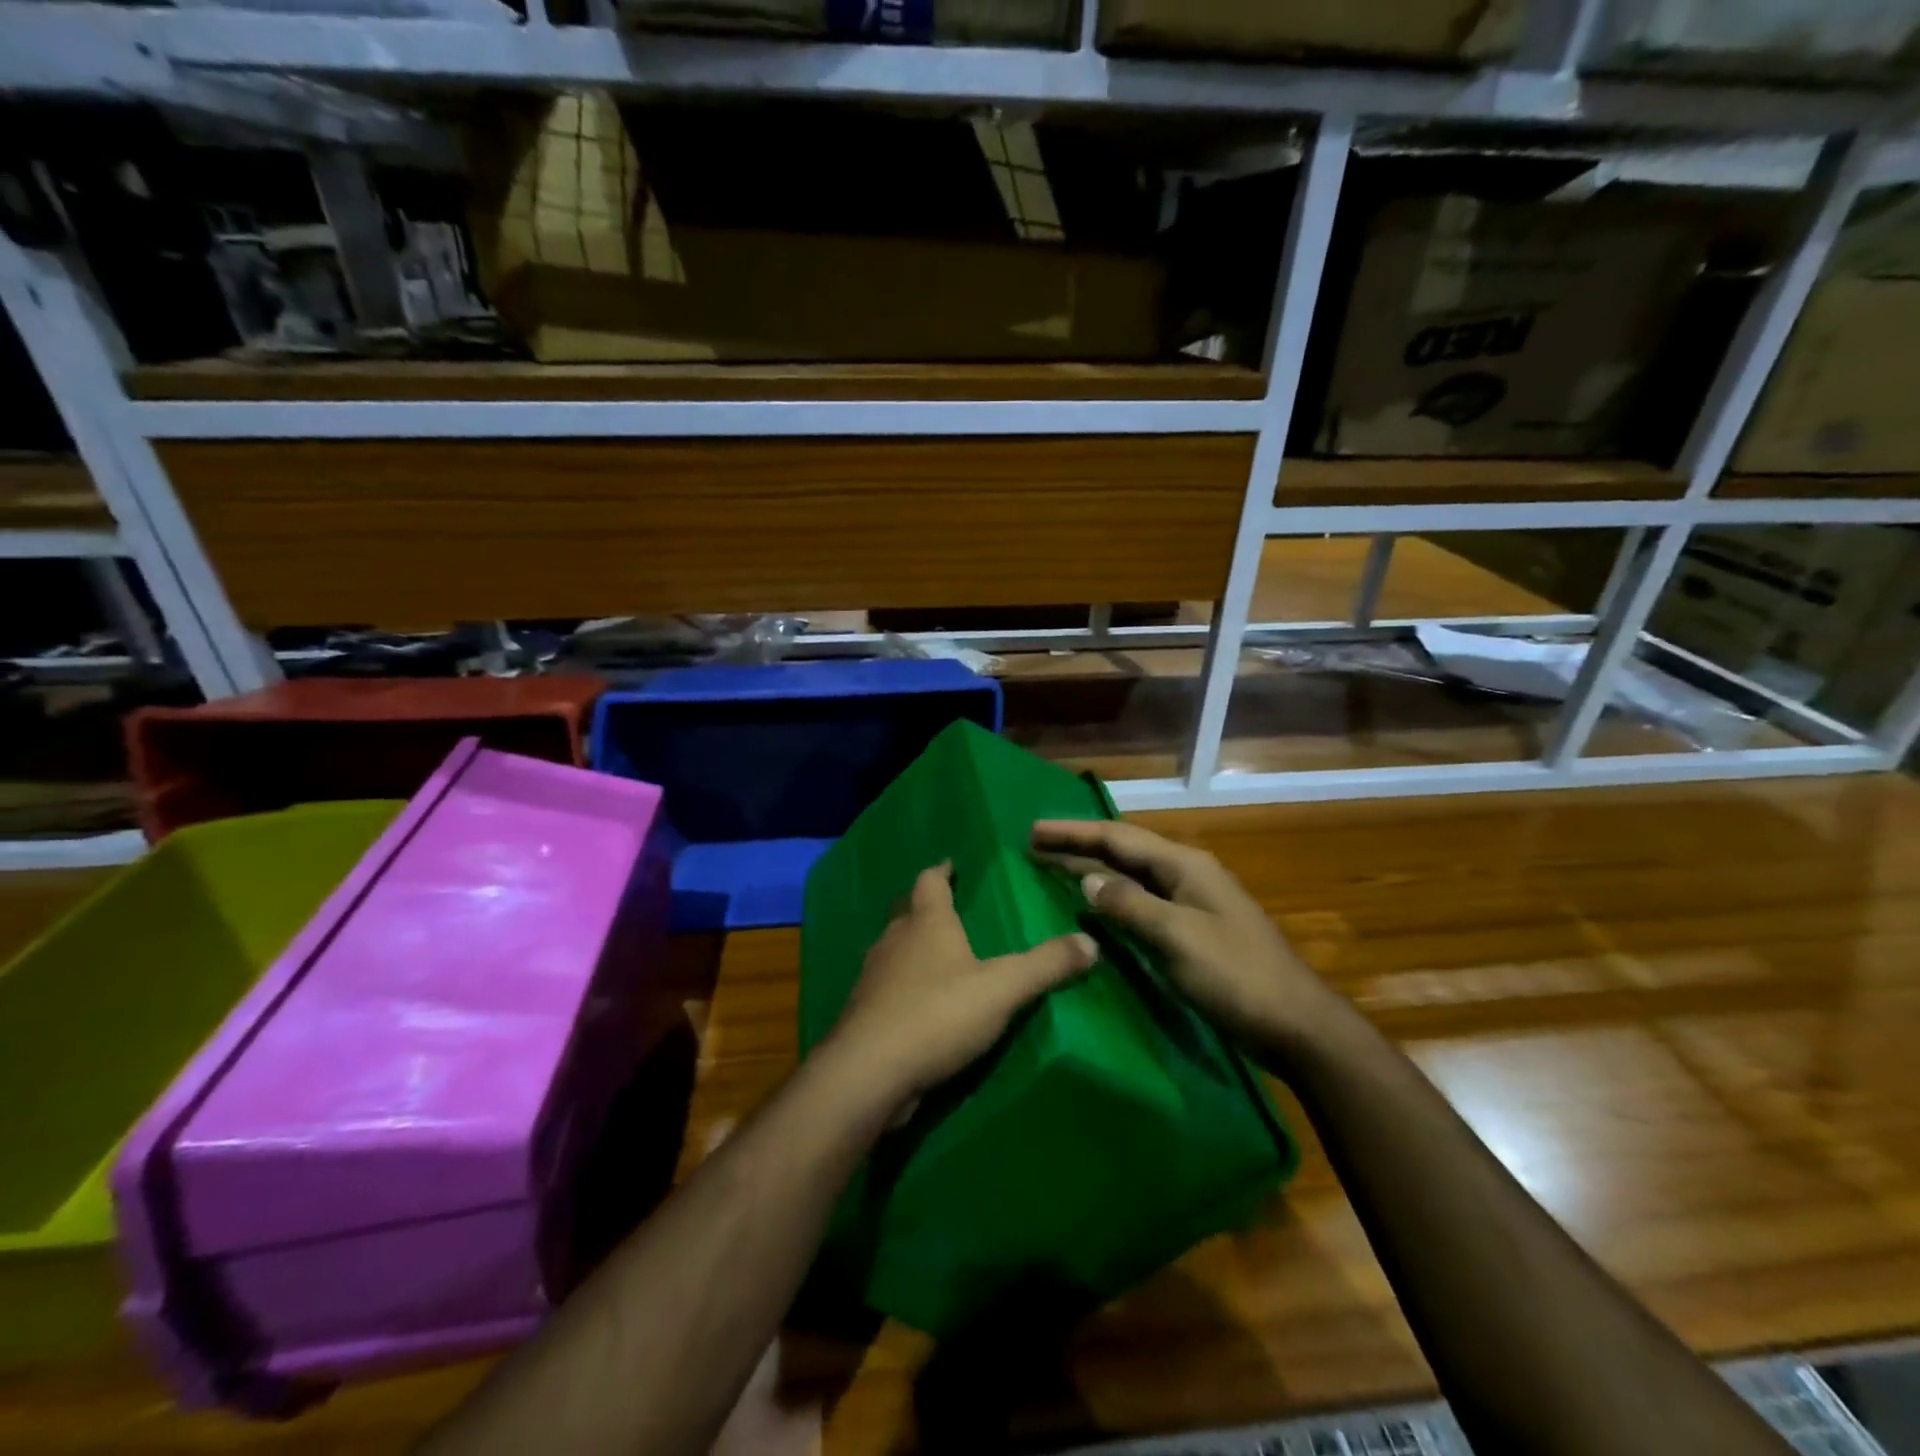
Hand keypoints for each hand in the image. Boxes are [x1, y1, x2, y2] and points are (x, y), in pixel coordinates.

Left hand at [827, 863, 1097, 1112]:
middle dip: (926, 909)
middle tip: (948, 910)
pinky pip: (886, 988)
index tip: (949, 864)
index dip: (941, 871)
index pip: (930, 882)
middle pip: (908, 913)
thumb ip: (1047, 965)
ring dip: (912, 948)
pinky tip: (918, 1004)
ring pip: (893, 951)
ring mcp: (873, 978)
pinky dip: (902, 987)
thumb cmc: (938, 1014)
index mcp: (926, 923)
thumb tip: (1091, 942)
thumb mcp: (1003, 989)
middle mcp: (894, 941)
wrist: (869, 1072)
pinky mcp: (864, 1014)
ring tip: (936, 956)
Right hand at [1031, 819, 1335, 1062]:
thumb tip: (1087, 879)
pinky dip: (1112, 898)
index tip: (1033, 831)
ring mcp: (1191, 902)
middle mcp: (1186, 874)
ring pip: (1131, 875)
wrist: (1295, 1023)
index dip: (1074, 832)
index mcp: (1184, 865)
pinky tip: (1094, 907)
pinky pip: (1141, 901)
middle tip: (1034, 845)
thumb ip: (1129, 904)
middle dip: (1079, 846)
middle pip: (1124, 850)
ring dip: (1093, 869)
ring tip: (1052, 868)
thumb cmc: (1235, 975)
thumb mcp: (1177, 937)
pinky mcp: (1192, 929)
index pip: (1118, 838)